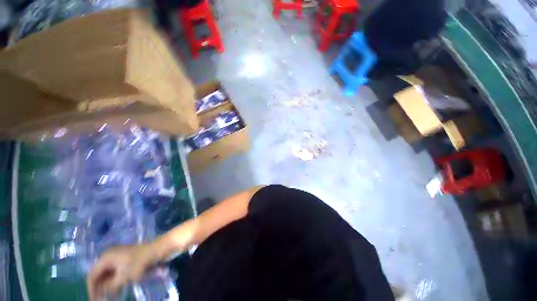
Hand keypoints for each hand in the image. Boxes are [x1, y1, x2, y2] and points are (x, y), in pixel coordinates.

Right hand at [86, 243, 158, 300]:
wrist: (158, 249)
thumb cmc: (140, 263)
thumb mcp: (123, 277)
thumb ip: (109, 286)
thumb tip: (101, 292)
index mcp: (105, 257)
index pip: (92, 275)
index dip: (91, 289)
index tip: (94, 300)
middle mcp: (109, 255)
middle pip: (99, 274)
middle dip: (99, 288)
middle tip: (101, 300)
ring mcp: (118, 256)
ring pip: (108, 274)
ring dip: (107, 286)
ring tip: (110, 298)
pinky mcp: (126, 258)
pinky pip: (116, 271)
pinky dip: (115, 281)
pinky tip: (118, 290)